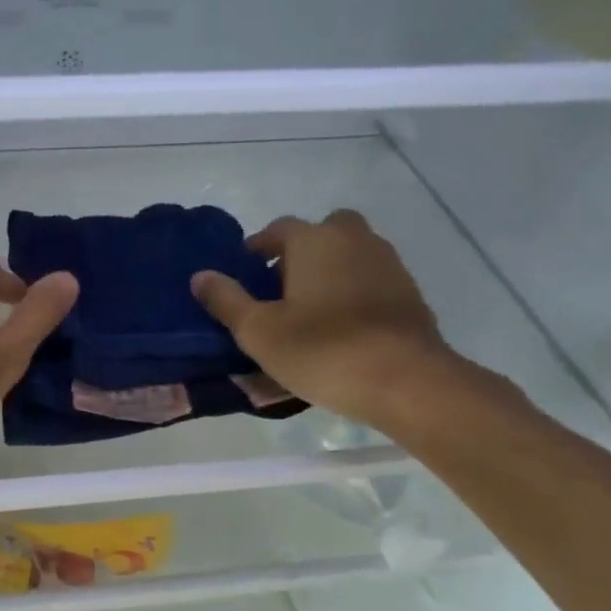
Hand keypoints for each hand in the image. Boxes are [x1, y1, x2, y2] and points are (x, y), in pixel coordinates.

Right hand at [191, 210, 465, 429]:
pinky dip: (355, 293)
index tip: (245, 274)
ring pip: (351, 255)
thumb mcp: (259, 331)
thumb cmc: (322, 350)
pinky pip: (371, 281)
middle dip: (300, 252)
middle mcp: (353, 239)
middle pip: (322, 233)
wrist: (407, 381)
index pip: (278, 229)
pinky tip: (345, 328)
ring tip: (311, 312)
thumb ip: (226, 300)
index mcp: (313, 240)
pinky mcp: (409, 293)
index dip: (257, 249)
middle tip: (282, 288)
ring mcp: (388, 264)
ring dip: (330, 271)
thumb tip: (200, 276)